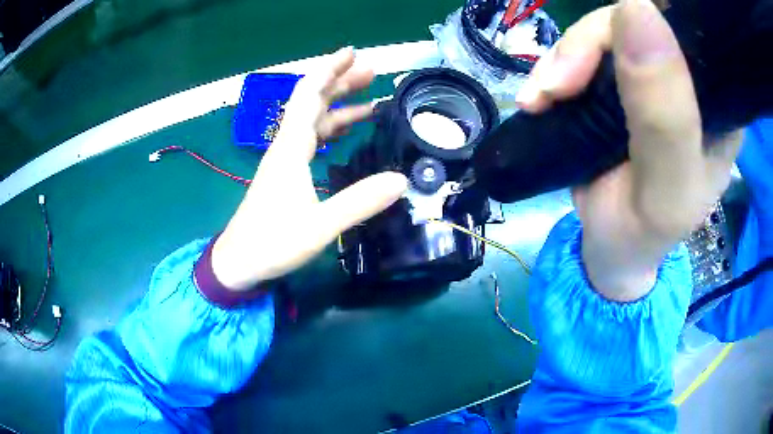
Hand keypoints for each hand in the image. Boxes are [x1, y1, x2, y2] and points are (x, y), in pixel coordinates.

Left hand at [212, 47, 408, 290]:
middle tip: (371, 73)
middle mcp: (286, 146)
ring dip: (339, 106)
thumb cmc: (273, 242)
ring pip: (313, 121)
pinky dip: (331, 129)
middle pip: (313, 102)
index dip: (329, 70)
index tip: (351, 53)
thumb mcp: (320, 225)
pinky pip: (310, 140)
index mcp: (290, 148)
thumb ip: (359, 202)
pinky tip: (346, 130)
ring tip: (370, 100)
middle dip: (340, 83)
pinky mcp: (286, 174)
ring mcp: (285, 160)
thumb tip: (401, 180)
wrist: (239, 262)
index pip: (310, 96)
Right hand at [517, 0, 740, 300]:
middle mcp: (688, 81)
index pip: (687, 33)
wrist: (611, 247)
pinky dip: (554, 67)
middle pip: (637, 21)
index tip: (610, 54)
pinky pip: (582, 51)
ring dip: (564, 59)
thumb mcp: (664, 189)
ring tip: (541, 100)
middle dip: (590, 44)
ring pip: (603, 31)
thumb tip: (637, 7)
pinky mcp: (616, 81)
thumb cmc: (644, 233)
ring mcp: (650, 76)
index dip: (648, 23)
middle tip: (558, 87)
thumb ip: (665, 115)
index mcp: (717, 105)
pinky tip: (541, 97)